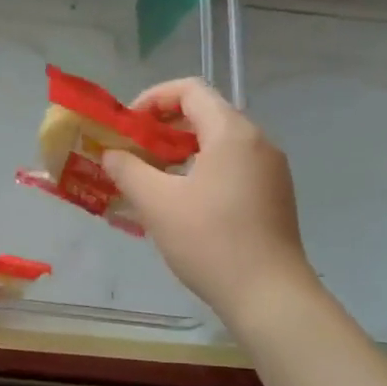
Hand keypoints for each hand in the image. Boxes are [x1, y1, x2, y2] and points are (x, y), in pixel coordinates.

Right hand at [103, 78, 314, 322]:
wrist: (269, 295)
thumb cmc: (210, 241)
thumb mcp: (158, 203)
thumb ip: (128, 170)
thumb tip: (111, 154)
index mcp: (232, 133)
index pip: (190, 90)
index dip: (153, 98)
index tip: (127, 125)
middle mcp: (258, 141)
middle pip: (206, 114)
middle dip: (164, 128)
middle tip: (133, 152)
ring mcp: (271, 170)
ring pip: (220, 143)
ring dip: (182, 151)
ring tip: (152, 178)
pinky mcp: (274, 195)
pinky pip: (234, 166)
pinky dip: (203, 170)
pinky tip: (183, 202)